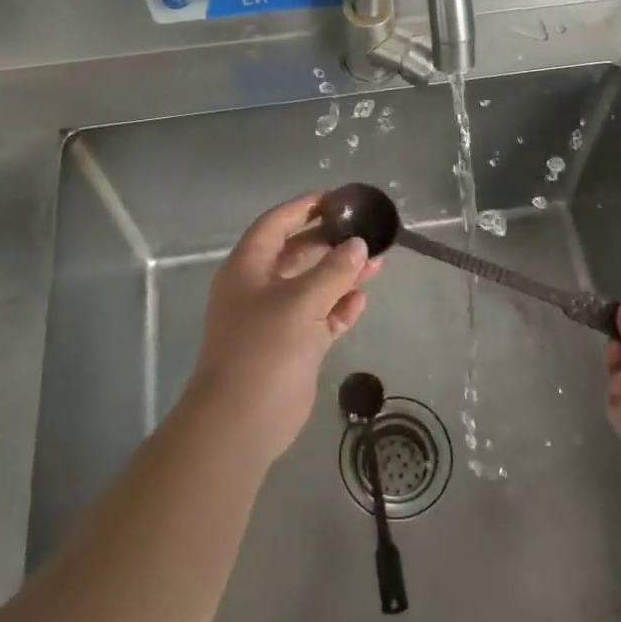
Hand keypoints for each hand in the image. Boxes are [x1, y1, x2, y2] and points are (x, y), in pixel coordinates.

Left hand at [187, 192, 381, 465]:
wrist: (241, 422)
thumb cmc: (264, 350)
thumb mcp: (301, 302)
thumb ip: (333, 271)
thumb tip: (358, 245)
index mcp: (248, 268)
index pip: (276, 224)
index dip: (304, 208)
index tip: (338, 199)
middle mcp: (259, 288)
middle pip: (297, 253)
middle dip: (331, 242)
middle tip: (367, 231)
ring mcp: (276, 319)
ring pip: (313, 286)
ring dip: (342, 274)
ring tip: (378, 262)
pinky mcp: (293, 346)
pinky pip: (320, 317)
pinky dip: (340, 307)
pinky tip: (363, 298)